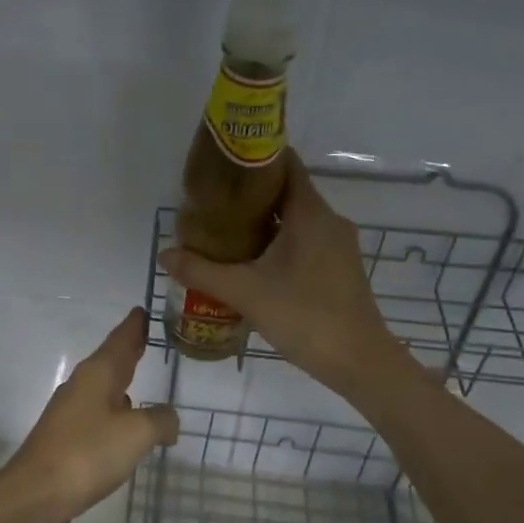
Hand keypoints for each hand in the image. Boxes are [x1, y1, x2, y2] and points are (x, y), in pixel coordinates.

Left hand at [0, 307, 178, 522]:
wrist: (36, 494)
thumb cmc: (88, 454)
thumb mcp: (136, 434)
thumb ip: (160, 420)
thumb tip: (169, 419)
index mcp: (97, 375)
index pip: (120, 340)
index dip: (134, 326)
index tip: (142, 310)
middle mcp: (81, 387)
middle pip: (110, 362)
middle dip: (128, 350)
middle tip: (146, 337)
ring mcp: (70, 414)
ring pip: (103, 389)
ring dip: (121, 382)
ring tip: (140, 379)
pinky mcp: (66, 440)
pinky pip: (98, 416)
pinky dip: (115, 412)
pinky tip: (124, 426)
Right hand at [158, 150, 412, 399]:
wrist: (359, 362)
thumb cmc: (304, 316)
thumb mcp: (245, 292)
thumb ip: (201, 271)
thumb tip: (164, 254)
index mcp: (310, 213)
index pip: (285, 164)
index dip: (253, 160)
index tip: (221, 166)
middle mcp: (328, 220)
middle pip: (286, 192)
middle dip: (249, 196)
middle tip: (211, 205)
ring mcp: (337, 245)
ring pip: (295, 220)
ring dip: (262, 222)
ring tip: (223, 232)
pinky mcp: (338, 268)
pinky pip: (304, 241)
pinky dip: (278, 243)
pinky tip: (251, 263)